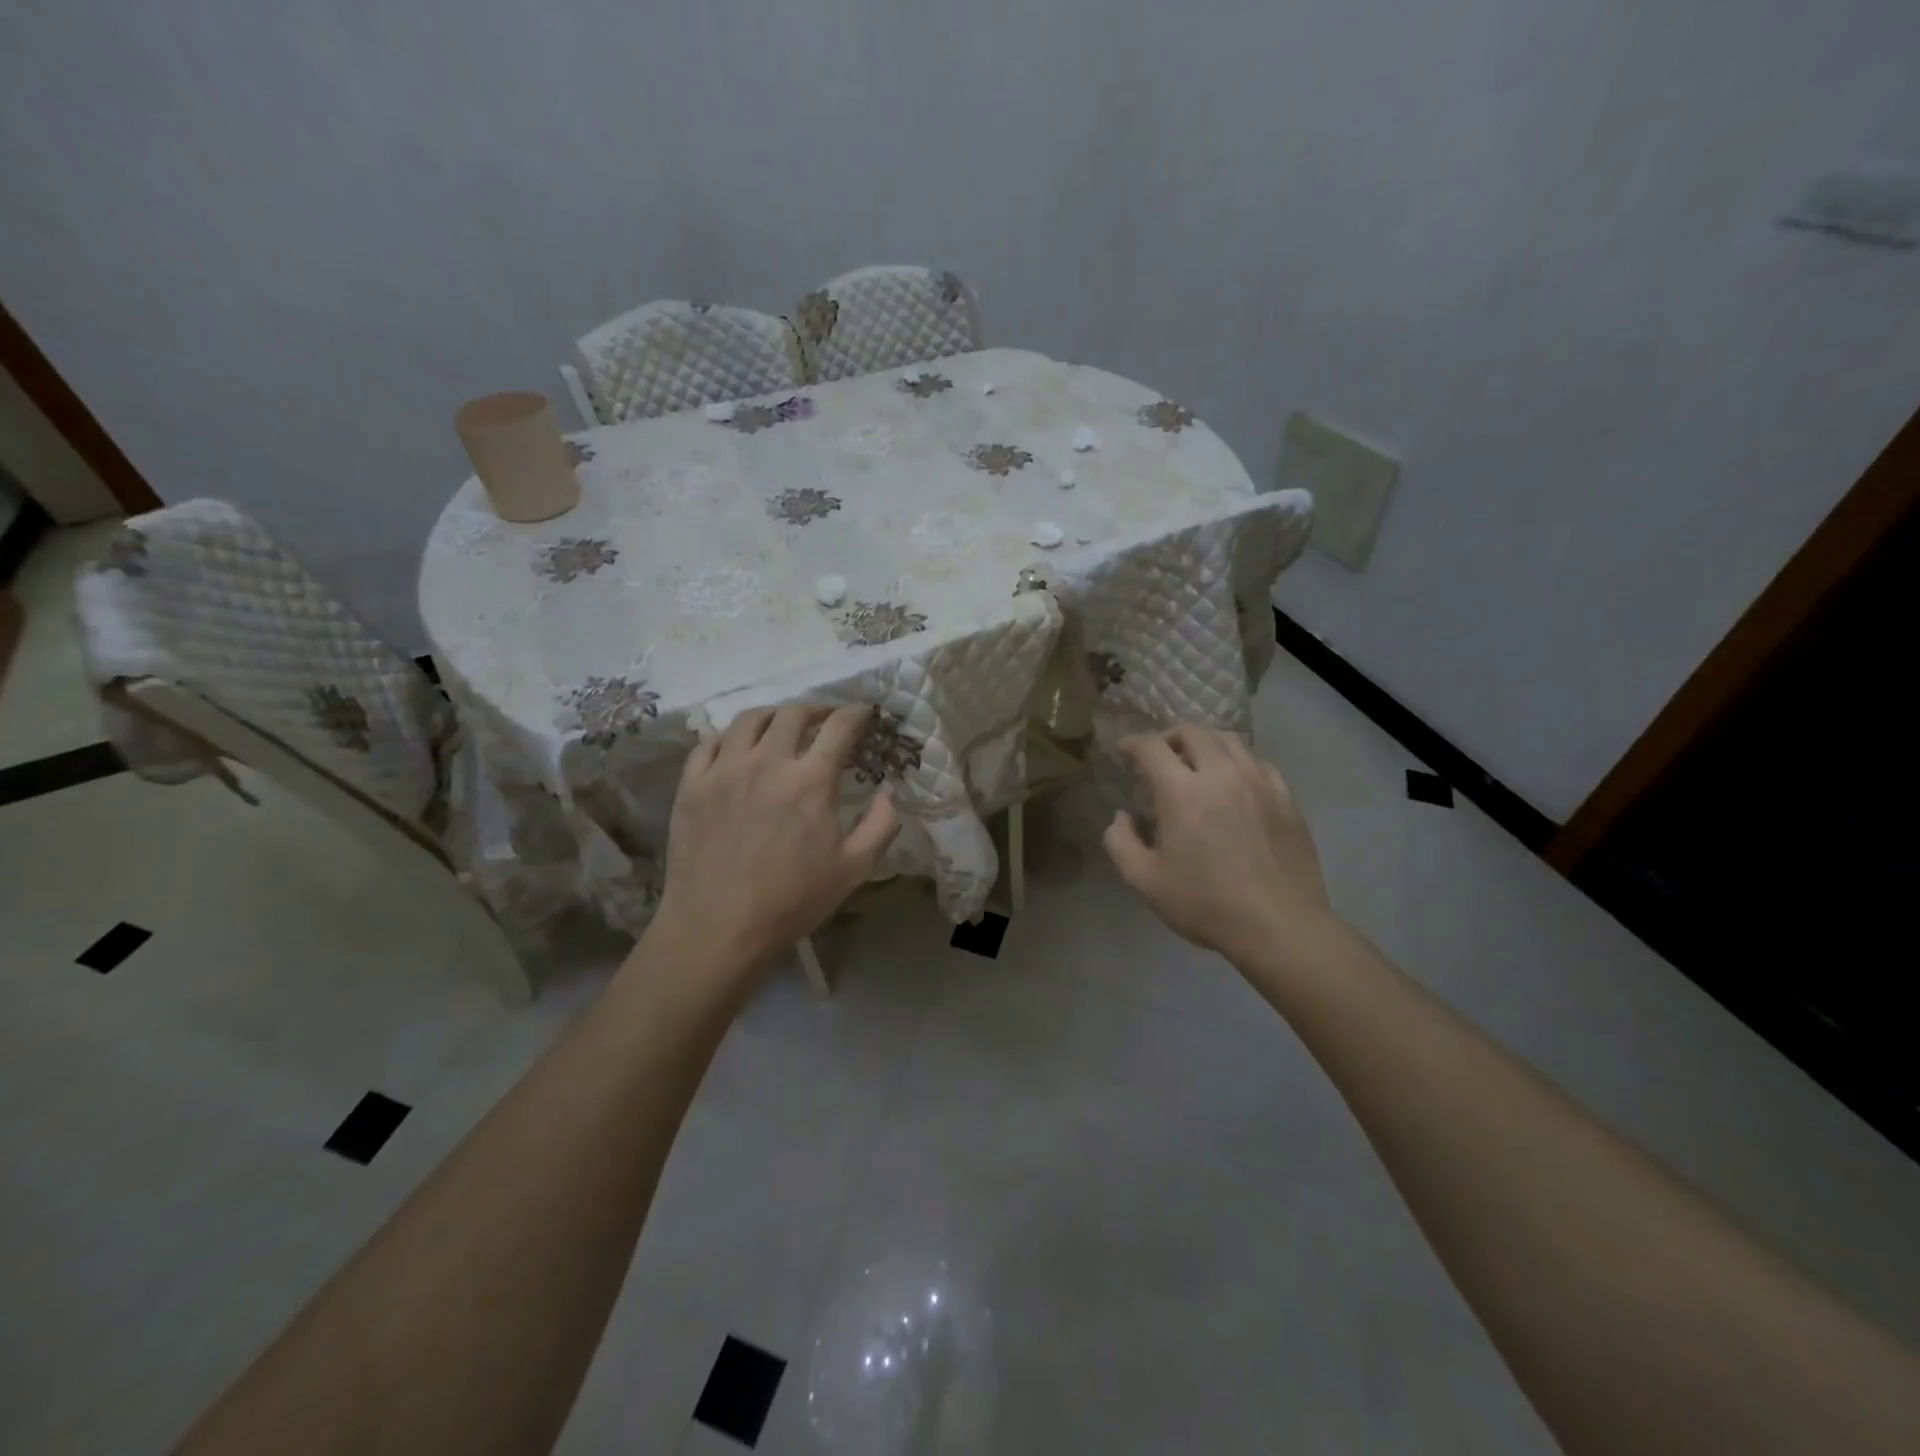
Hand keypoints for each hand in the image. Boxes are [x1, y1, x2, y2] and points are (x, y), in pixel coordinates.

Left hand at [650, 704, 898, 975]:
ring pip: (750, 719)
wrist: (717, 928)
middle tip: (825, 720)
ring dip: (774, 715)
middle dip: (817, 709)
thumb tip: (891, 792)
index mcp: (810, 780)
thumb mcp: (854, 869)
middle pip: (794, 713)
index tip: (863, 713)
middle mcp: (767, 762)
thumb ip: (881, 825)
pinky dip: (731, 736)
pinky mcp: (692, 784)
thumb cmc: (791, 901)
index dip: (856, 713)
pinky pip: (711, 742)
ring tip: (782, 727)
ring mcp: (724, 770)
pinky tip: (738, 748)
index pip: (839, 726)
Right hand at [1103, 724, 1332, 959]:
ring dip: (1204, 744)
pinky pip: (1257, 762)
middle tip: (1159, 757)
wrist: (1280, 926)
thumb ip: (1120, 842)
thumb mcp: (1144, 881)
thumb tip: (1122, 816)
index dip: (1132, 744)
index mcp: (1182, 792)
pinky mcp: (1285, 797)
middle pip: (1192, 732)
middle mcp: (1222, 774)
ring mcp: (1259, 782)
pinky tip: (1233, 784)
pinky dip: (1237, 762)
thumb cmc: (1206, 904)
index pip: (1151, 747)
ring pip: (1228, 740)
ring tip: (1196, 764)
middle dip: (1168, 737)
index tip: (1124, 751)